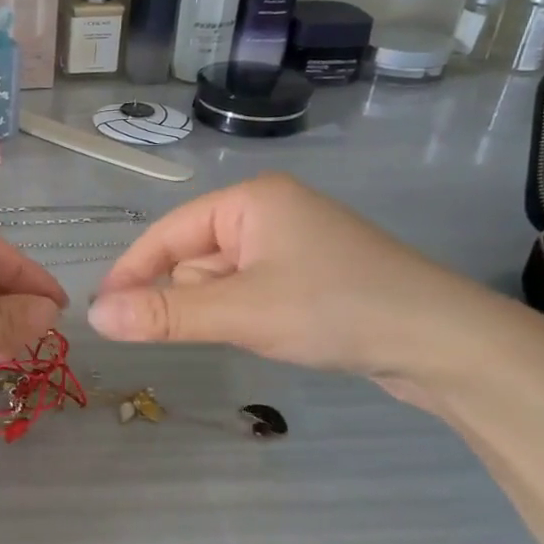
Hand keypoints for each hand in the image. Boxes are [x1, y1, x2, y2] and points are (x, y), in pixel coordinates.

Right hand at [87, 175, 509, 393]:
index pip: (168, 233)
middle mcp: (269, 211)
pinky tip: (277, 331)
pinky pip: (252, 289)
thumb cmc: (336, 309)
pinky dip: (248, 313)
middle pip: (194, 256)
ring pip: (222, 278)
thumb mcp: (241, 312)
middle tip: (224, 325)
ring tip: (262, 330)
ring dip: (224, 309)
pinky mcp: (312, 273)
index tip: (104, 312)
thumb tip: (95, 317)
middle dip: (193, 296)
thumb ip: (164, 315)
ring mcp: (294, 242)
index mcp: (250, 200)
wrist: (447, 343)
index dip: (132, 271)